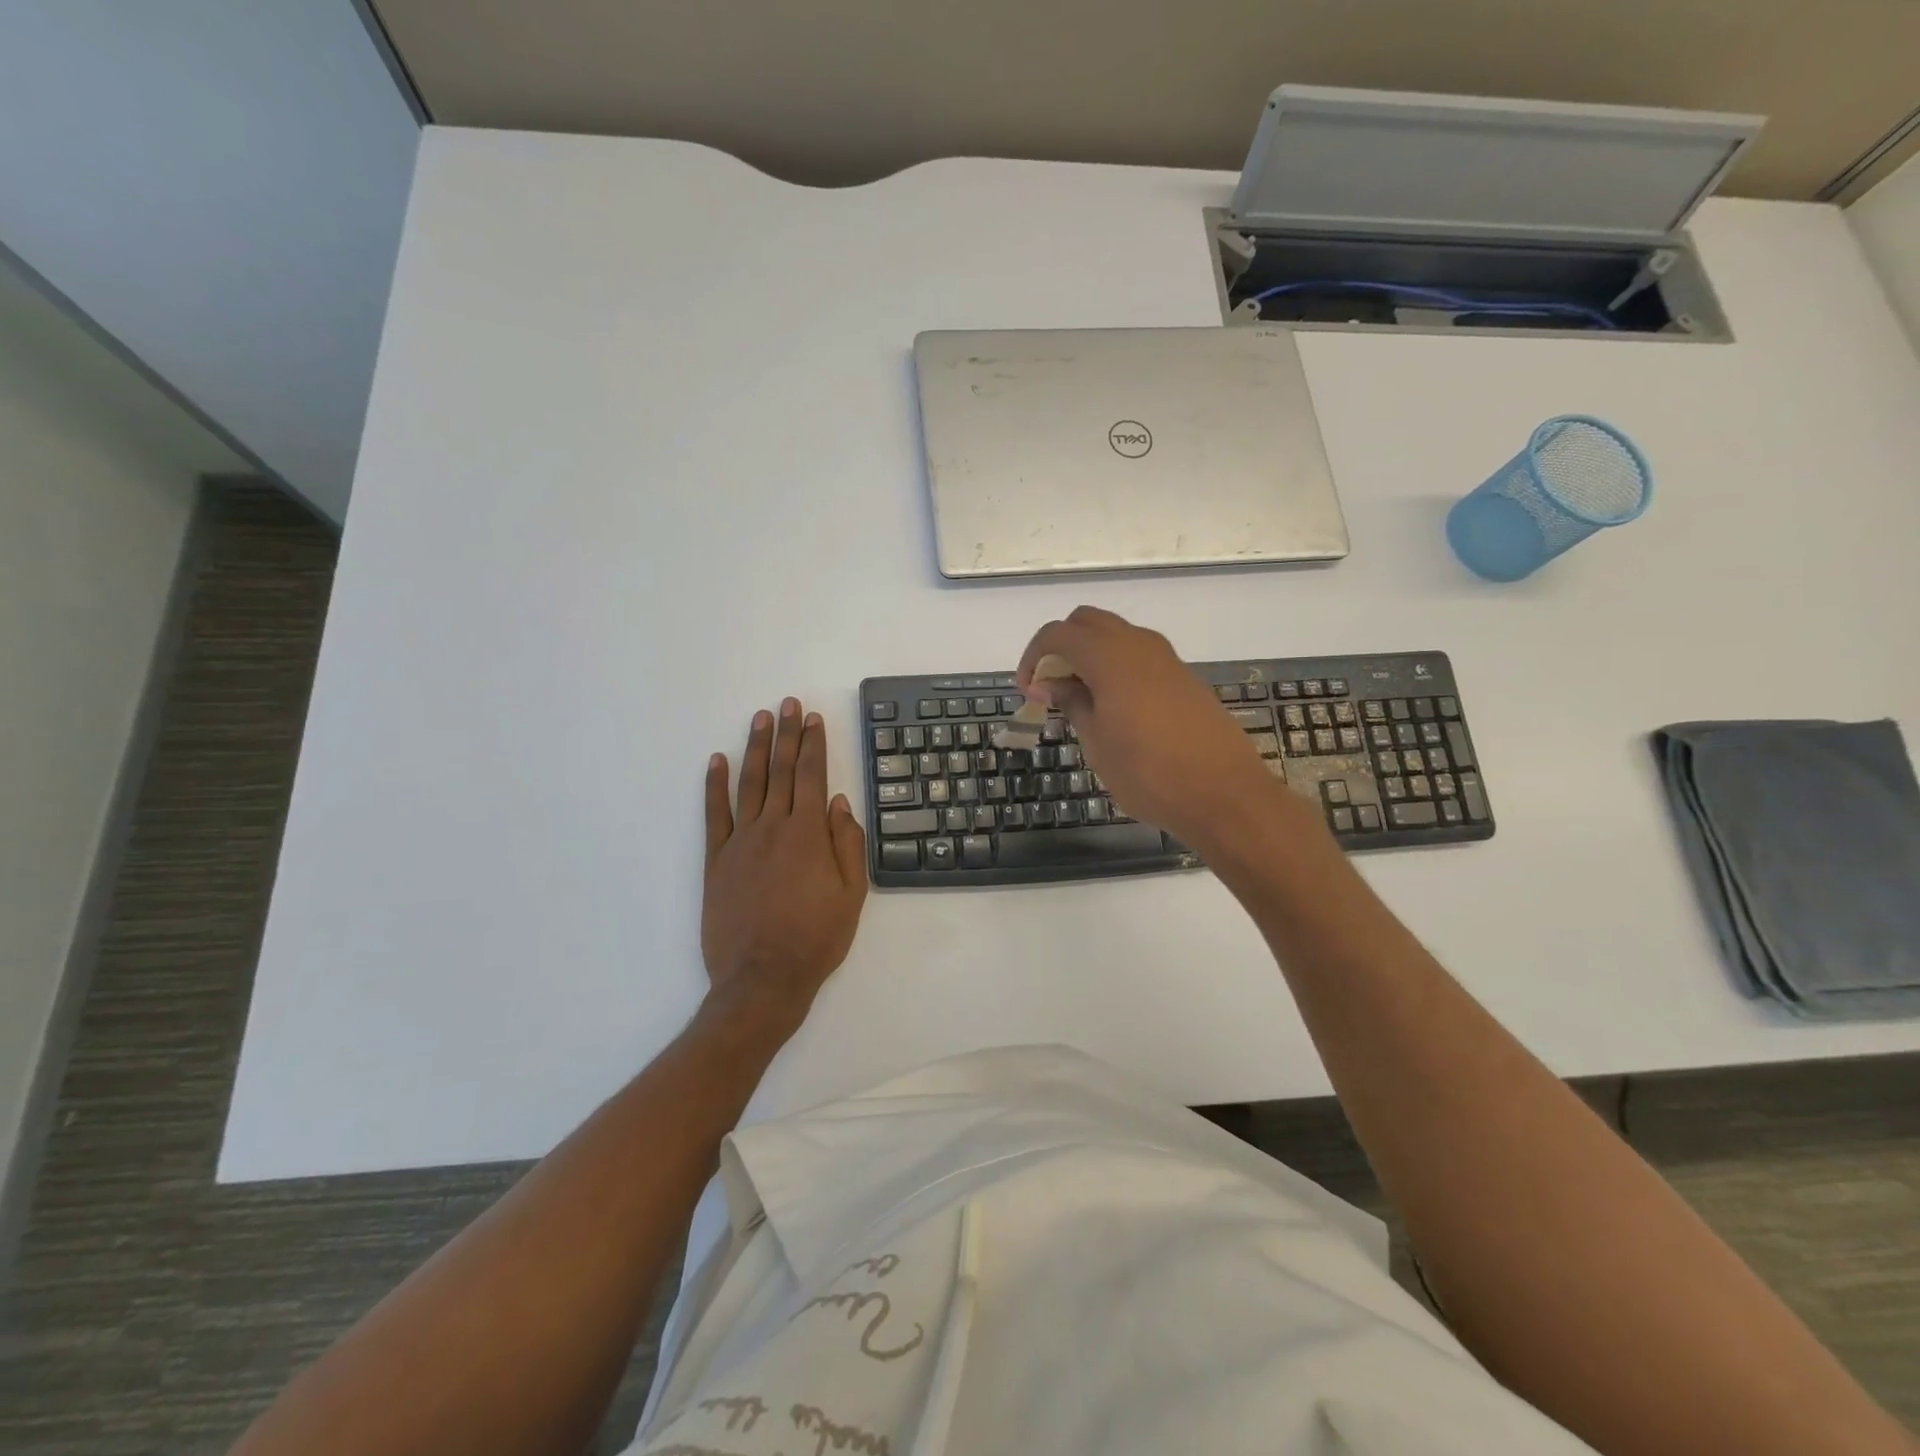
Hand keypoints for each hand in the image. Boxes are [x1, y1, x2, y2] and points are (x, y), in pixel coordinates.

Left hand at [702, 698, 867, 1030]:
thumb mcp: (852, 895)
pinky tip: (716, 761)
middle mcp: (773, 828)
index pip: (812, 777)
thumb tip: (840, 803)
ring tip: (759, 718)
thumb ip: (848, 844)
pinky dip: (714, 785)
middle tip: (787, 703)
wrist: (762, 980)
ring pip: (750, 784)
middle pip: (781, 771)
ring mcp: (741, 842)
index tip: (812, 718)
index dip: (813, 744)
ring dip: (755, 749)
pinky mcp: (717, 861)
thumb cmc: (816, 939)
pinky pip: (715, 815)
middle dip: (786, 734)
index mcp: (809, 835)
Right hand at [1017, 606, 1300, 849]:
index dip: (1034, 657)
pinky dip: (1115, 666)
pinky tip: (1113, 707)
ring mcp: (1165, 658)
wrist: (1224, 794)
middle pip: (1087, 622)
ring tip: (1079, 699)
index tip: (1029, 692)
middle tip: (1051, 687)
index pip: (1058, 634)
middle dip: (1061, 647)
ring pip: (1116, 635)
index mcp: (1110, 657)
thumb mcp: (1097, 742)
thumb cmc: (1148, 773)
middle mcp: (1138, 644)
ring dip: (1090, 655)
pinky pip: (1138, 655)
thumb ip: (1073, 703)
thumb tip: (1051, 683)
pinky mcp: (1183, 677)